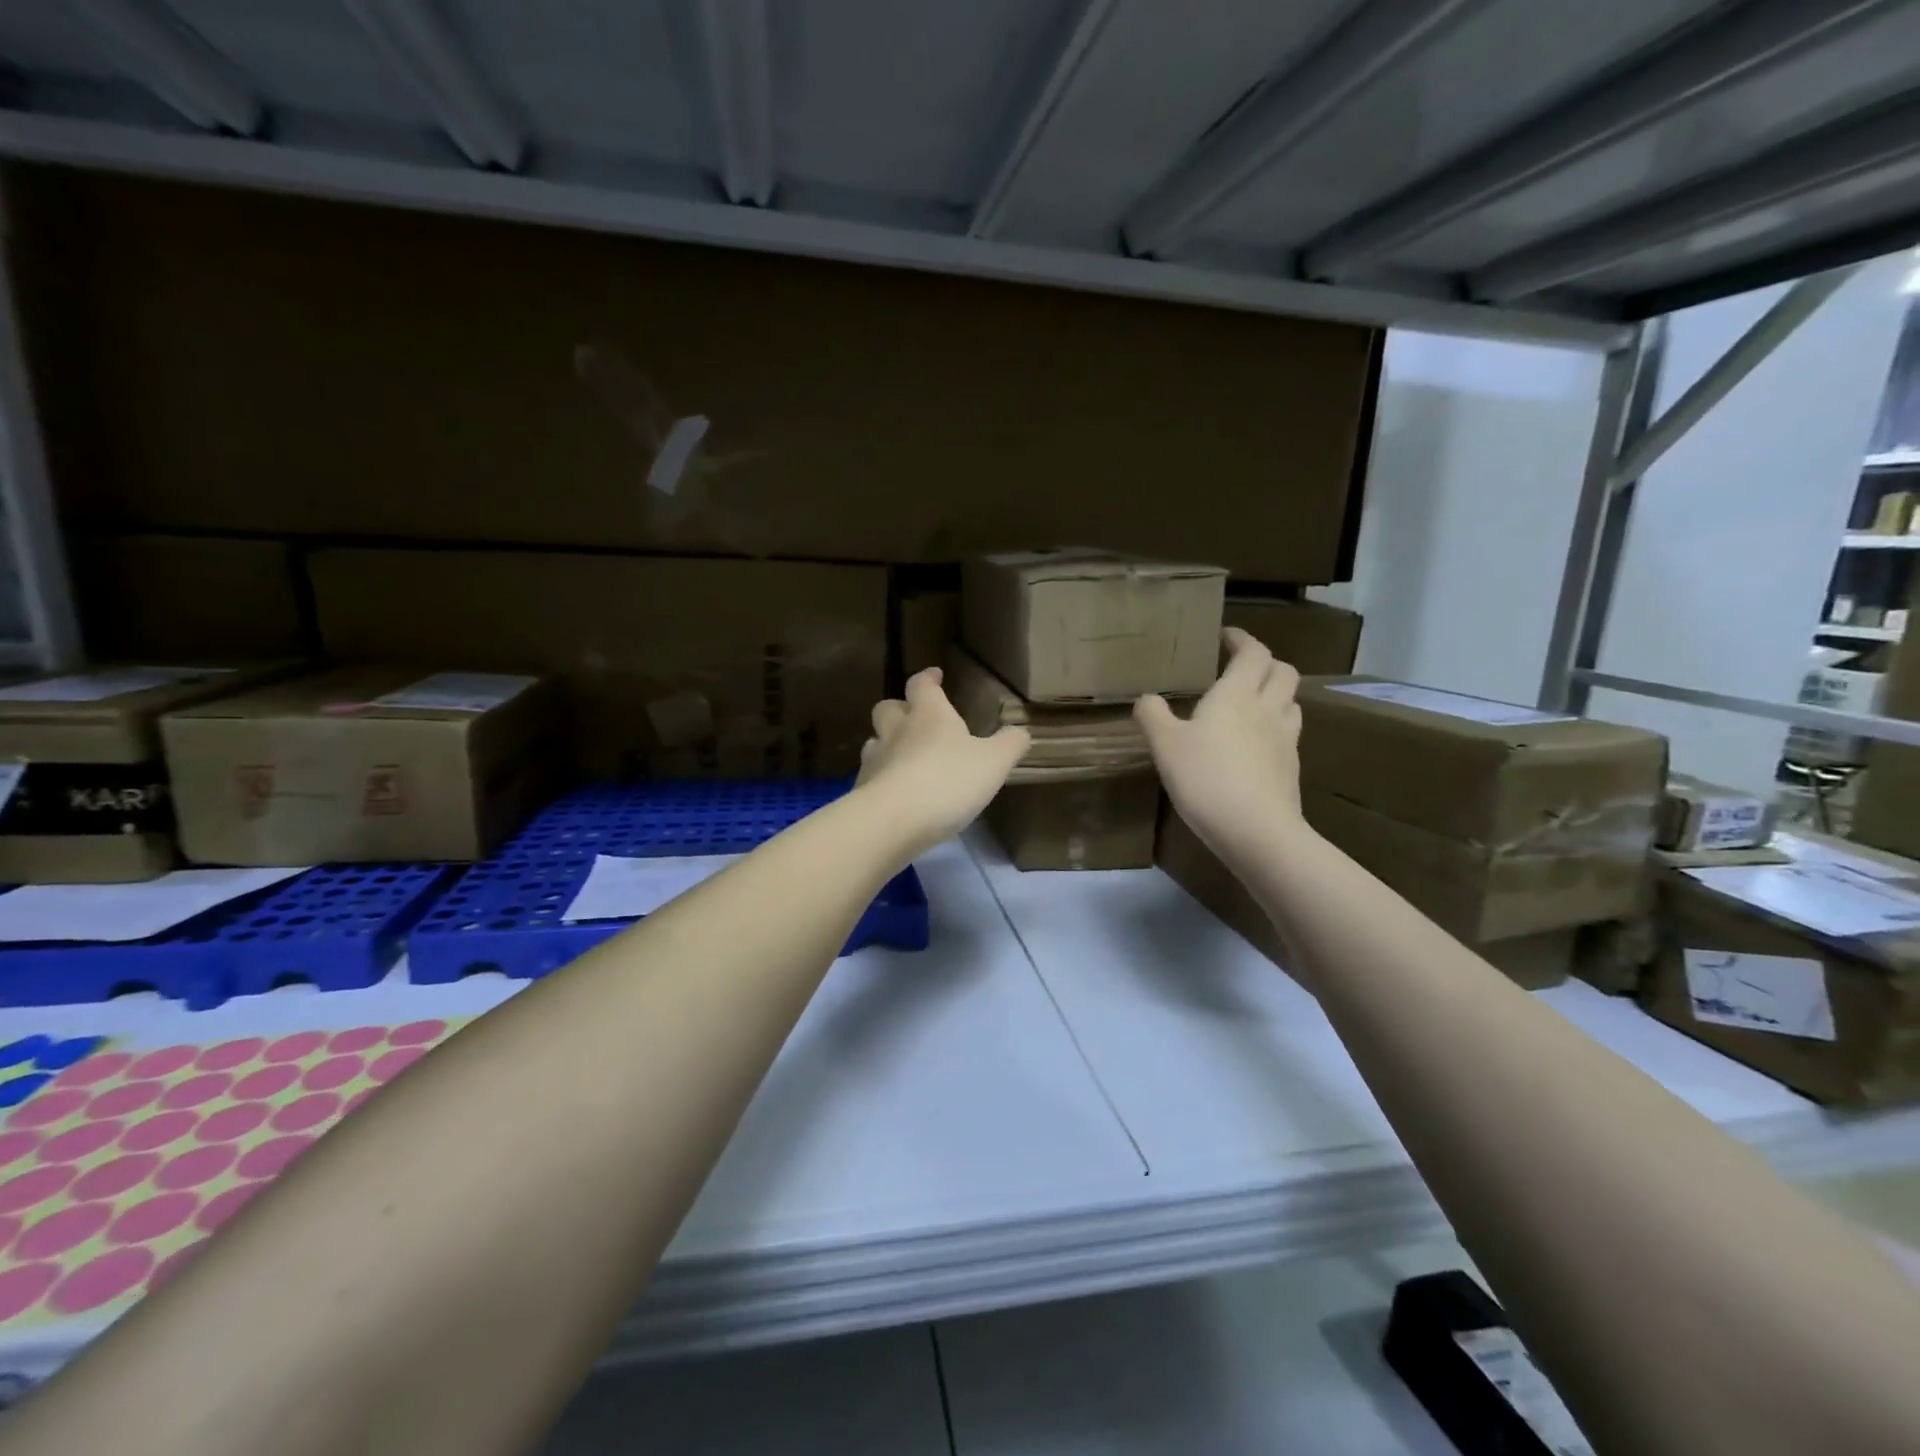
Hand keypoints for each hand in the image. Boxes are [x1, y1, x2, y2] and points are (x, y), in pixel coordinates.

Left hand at [856, 668, 1030, 856]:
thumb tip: (1021, 731)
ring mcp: (875, 760)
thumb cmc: (948, 781)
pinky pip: (870, 776)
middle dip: (900, 708)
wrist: (893, 821)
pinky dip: (881, 778)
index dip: (928, 678)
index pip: (922, 685)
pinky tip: (894, 793)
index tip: (935, 676)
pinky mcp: (862, 790)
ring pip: (875, 741)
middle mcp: (897, 730)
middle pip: (887, 708)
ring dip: (887, 744)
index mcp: (929, 715)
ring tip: (903, 757)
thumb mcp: (994, 763)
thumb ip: (1010, 744)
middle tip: (914, 717)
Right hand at [1135, 628, 1304, 858]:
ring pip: (1292, 701)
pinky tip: (1258, 744)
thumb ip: (1153, 716)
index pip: (1252, 652)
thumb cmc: (1206, 778)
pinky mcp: (1292, 768)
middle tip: (1243, 668)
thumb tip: (1146, 698)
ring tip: (1254, 703)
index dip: (1242, 640)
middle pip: (1283, 671)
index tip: (1227, 636)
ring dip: (1276, 693)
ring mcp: (1286, 739)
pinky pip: (1289, 734)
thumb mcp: (1165, 745)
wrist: (1257, 830)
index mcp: (1237, 694)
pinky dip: (1277, 726)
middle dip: (1265, 663)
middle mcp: (1268, 708)